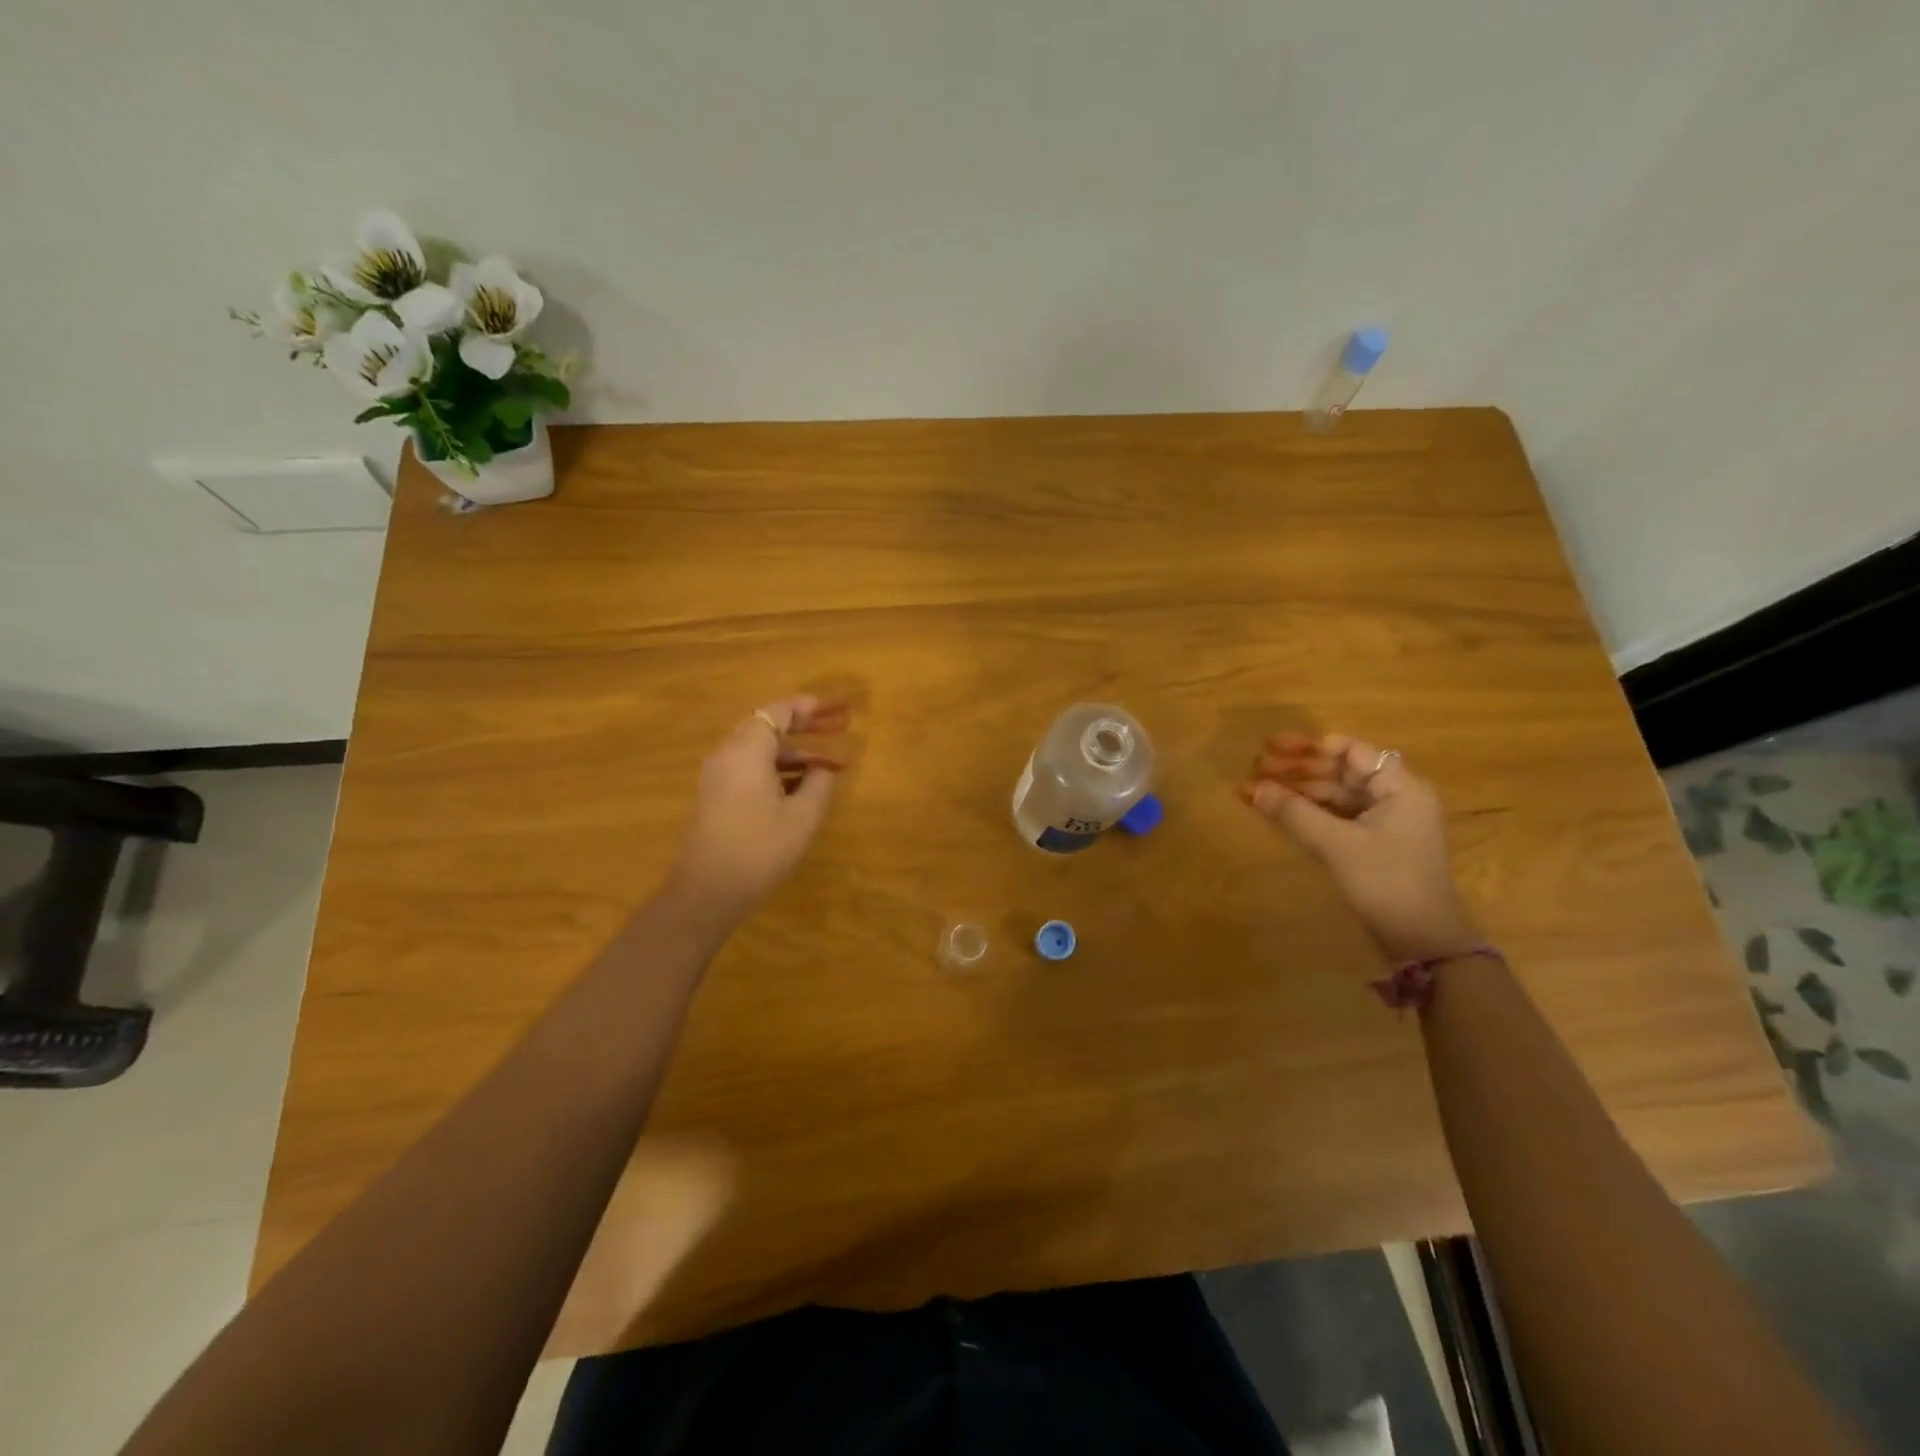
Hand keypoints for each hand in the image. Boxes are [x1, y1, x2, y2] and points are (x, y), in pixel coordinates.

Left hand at [670, 695, 850, 918]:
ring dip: (796, 751)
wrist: (707, 890)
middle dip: (806, 724)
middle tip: (841, 725)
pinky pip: (752, 767)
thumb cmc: (759, 848)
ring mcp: (720, 776)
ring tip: (832, 762)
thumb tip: (823, 768)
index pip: (779, 711)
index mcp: (747, 750)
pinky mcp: (718, 796)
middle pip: (769, 725)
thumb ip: (819, 784)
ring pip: (761, 749)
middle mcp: (728, 754)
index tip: (838, 708)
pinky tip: (805, 785)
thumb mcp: (802, 816)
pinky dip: (780, 768)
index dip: (810, 707)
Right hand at [1243, 733, 1482, 962]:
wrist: (1423, 941)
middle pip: (1340, 771)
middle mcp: (1396, 797)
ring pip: (1335, 795)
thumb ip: (1292, 813)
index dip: (1309, 746)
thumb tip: (1251, 787)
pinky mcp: (1375, 845)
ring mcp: (1386, 822)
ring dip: (1297, 791)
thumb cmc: (1386, 881)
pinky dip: (1308, 812)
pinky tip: (1278, 812)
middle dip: (1296, 769)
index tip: (1272, 748)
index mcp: (1400, 787)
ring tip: (1257, 791)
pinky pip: (1337, 816)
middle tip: (1254, 769)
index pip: (1350, 750)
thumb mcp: (1336, 845)